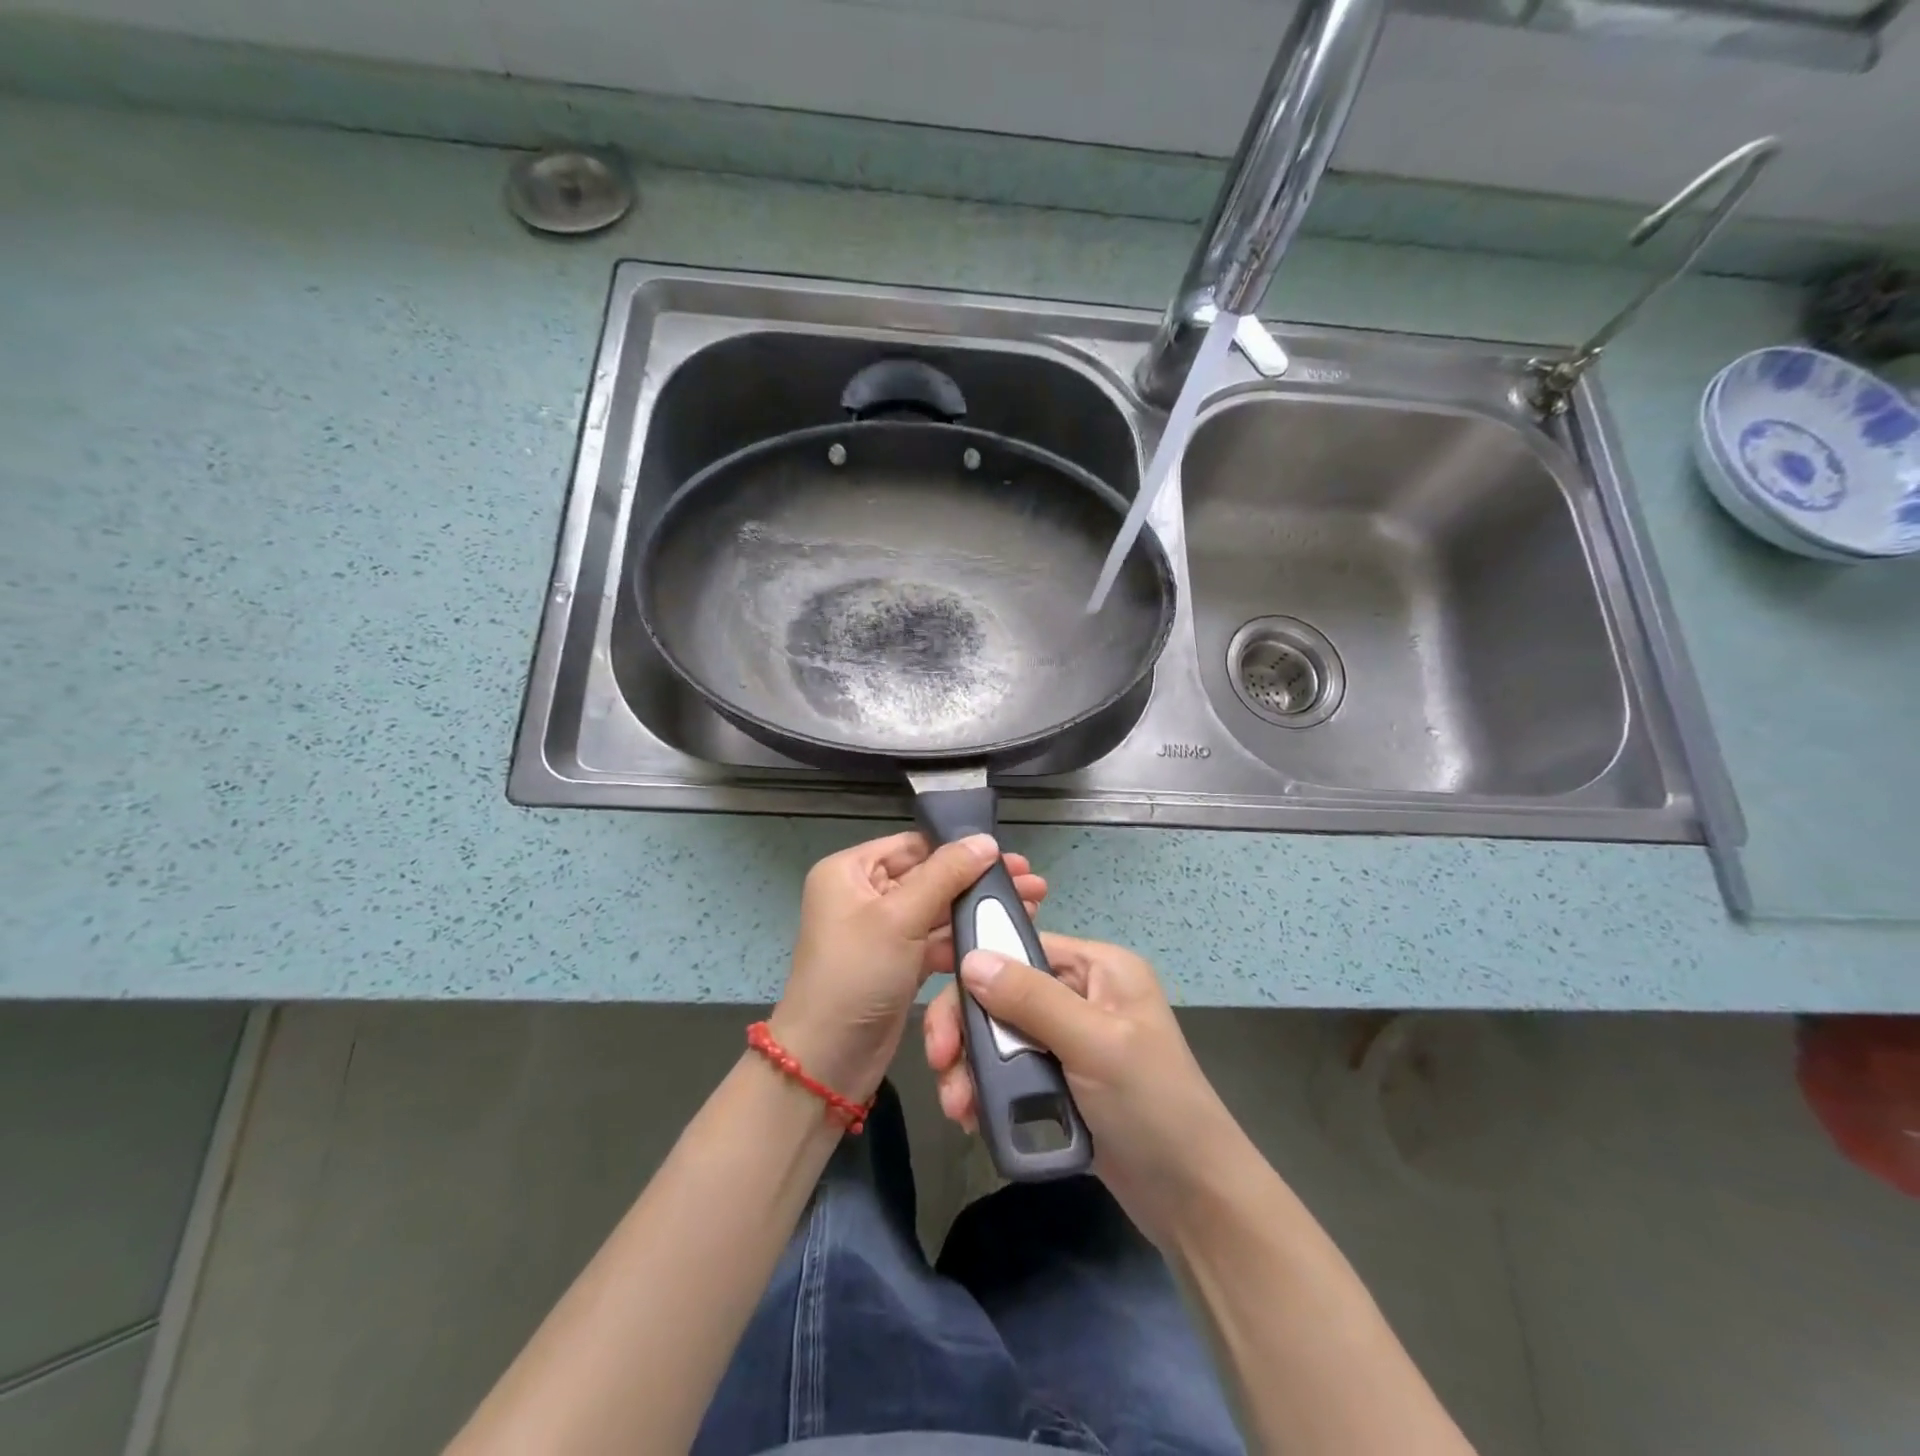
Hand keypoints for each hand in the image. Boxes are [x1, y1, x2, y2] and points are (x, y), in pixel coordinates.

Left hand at [771, 832, 1046, 1106]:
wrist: (828, 1063)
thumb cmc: (857, 976)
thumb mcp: (900, 918)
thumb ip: (946, 875)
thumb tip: (986, 840)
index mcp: (849, 871)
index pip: (913, 846)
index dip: (959, 848)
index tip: (1008, 855)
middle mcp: (863, 894)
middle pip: (930, 876)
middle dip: (978, 880)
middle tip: (1032, 880)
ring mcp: (882, 931)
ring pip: (938, 909)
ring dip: (977, 908)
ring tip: (1032, 904)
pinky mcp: (899, 962)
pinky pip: (936, 939)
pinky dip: (965, 937)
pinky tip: (1003, 933)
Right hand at [923, 933, 1251, 1246]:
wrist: (1195, 1201)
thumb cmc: (1153, 1107)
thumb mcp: (1094, 1044)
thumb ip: (1031, 999)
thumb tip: (971, 958)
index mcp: (1098, 968)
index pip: (1020, 949)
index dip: (975, 973)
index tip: (940, 1014)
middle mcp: (1081, 993)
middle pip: (1002, 993)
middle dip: (967, 1031)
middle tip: (942, 1069)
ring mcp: (1070, 1039)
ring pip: (999, 1035)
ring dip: (971, 1067)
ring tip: (958, 1109)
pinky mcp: (1061, 1080)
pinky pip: (1010, 1070)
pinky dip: (988, 1090)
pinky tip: (974, 1117)